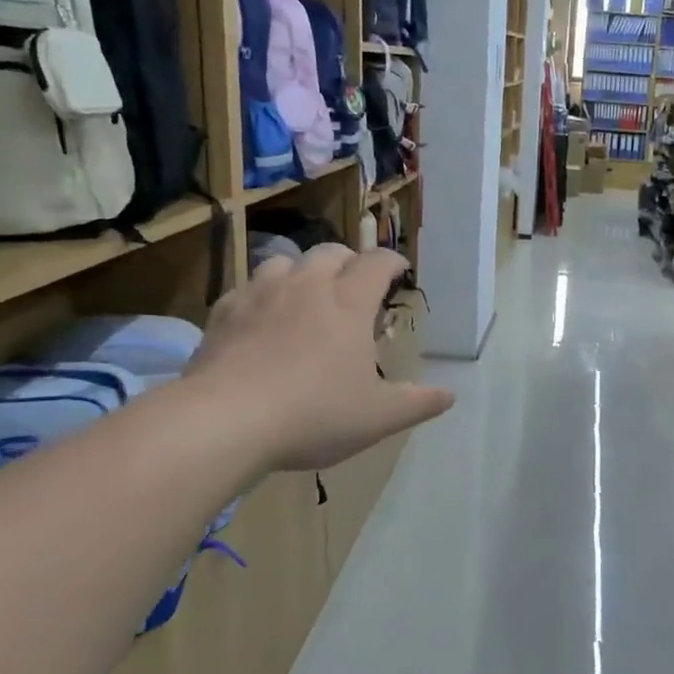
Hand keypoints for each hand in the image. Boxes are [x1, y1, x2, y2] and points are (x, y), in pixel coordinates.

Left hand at [189, 246, 453, 470]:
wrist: (225, 421)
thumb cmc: (314, 415)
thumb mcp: (377, 417)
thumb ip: (417, 403)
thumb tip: (449, 395)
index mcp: (349, 302)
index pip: (378, 262)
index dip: (393, 261)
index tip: (400, 270)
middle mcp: (307, 286)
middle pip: (331, 252)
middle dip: (348, 261)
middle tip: (354, 284)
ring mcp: (261, 294)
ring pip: (285, 261)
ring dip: (302, 271)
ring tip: (305, 295)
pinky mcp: (224, 312)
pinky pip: (247, 288)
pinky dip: (261, 295)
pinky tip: (260, 319)